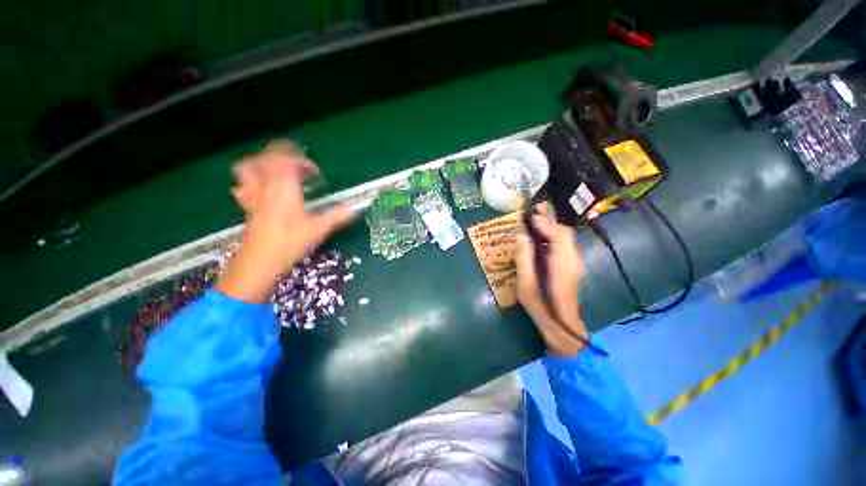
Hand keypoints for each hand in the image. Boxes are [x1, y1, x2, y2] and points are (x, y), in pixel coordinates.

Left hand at [216, 140, 355, 302]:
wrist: (258, 263)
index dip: (302, 160)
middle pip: (267, 158)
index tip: (315, 172)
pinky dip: (251, 179)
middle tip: (298, 163)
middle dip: (282, 154)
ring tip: (277, 167)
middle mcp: (266, 187)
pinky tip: (261, 185)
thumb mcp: (318, 230)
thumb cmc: (289, 244)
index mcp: (284, 189)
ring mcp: (253, 196)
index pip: (287, 161)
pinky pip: (243, 185)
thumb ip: (337, 216)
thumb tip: (355, 208)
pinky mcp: (247, 206)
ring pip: (249, 167)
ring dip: (262, 161)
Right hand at [515, 206, 587, 355]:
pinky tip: (541, 236)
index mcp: (562, 265)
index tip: (529, 216)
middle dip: (549, 220)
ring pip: (566, 237)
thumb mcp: (526, 287)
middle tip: (531, 214)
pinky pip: (565, 244)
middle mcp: (573, 260)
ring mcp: (575, 263)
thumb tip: (521, 236)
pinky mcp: (573, 266)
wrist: (565, 327)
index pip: (557, 235)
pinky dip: (553, 235)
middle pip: (564, 232)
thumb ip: (524, 260)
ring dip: (551, 226)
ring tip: (534, 220)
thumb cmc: (542, 309)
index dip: (544, 223)